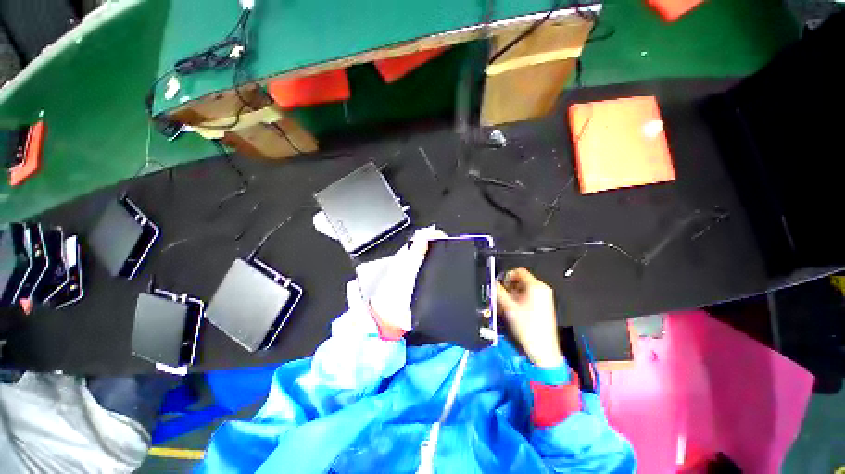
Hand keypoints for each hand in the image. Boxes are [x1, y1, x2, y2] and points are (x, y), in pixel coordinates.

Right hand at [496, 268, 563, 367]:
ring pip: (523, 288)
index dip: (507, 276)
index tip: (500, 284)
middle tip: (501, 295)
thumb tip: (492, 283)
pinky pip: (528, 296)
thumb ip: (499, 291)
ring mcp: (544, 297)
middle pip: (521, 280)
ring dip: (513, 294)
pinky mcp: (544, 305)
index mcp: (536, 286)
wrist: (542, 348)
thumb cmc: (528, 327)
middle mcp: (542, 289)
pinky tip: (513, 309)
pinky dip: (519, 299)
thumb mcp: (509, 307)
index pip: (519, 271)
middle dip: (509, 286)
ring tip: (506, 304)